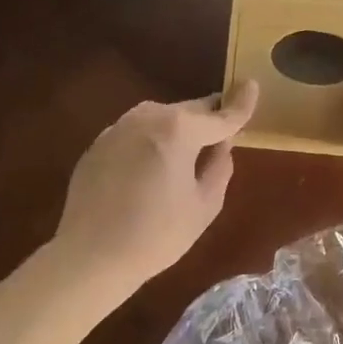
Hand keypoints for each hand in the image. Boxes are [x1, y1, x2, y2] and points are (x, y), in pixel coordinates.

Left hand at [53, 82, 258, 289]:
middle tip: (220, 141)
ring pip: (161, 119)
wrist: (90, 257)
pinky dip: (151, 143)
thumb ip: (220, 166)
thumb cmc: (156, 235)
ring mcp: (118, 127)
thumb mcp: (205, 205)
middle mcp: (147, 117)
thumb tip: (221, 144)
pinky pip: (137, 134)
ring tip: (184, 160)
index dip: (241, 103)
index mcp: (178, 129)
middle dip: (208, 121)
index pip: (220, 115)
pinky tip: (150, 172)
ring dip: (178, 131)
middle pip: (190, 111)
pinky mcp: (98, 144)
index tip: (253, 86)